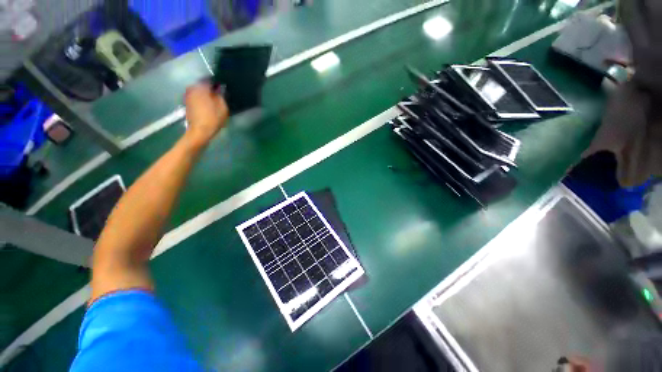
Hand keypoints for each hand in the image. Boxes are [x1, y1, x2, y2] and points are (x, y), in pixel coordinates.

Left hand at [183, 82, 228, 147]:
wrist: (199, 131)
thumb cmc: (213, 118)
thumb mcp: (222, 107)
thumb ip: (221, 95)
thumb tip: (219, 89)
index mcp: (201, 87)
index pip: (209, 80)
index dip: (217, 83)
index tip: (222, 88)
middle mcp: (192, 88)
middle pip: (202, 85)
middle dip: (210, 89)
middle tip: (219, 95)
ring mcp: (188, 96)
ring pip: (199, 91)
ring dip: (205, 95)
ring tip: (213, 101)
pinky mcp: (187, 104)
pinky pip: (196, 97)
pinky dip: (201, 99)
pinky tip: (207, 106)